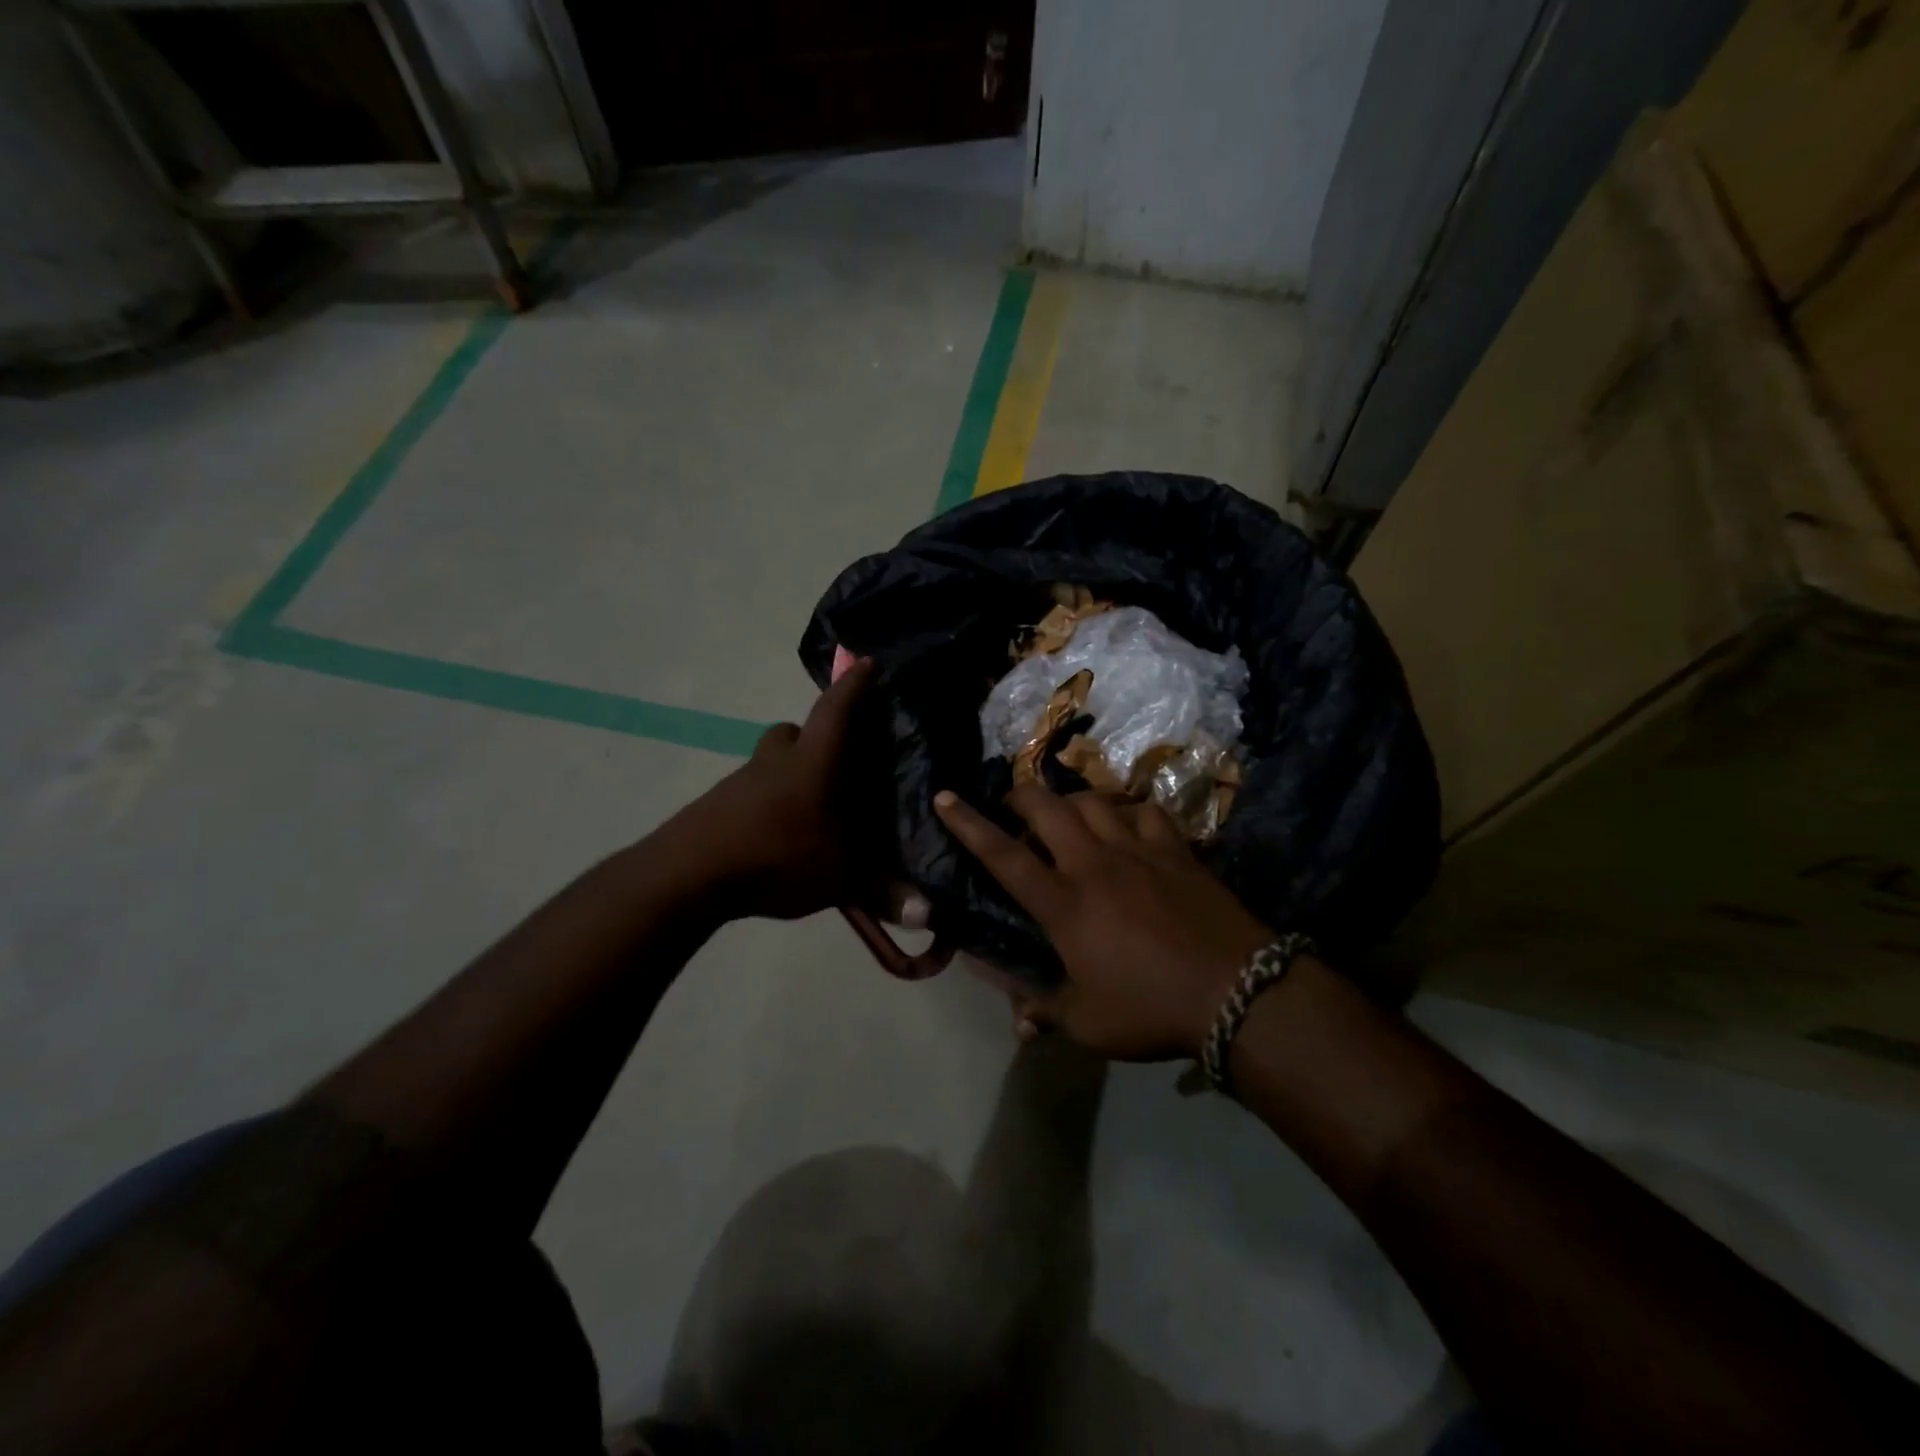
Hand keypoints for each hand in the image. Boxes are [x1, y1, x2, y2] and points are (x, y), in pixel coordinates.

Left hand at [679, 658, 880, 919]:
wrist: (687, 873)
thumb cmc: (777, 856)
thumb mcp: (840, 878)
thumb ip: (883, 893)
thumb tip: (927, 915)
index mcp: (813, 762)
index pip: (836, 710)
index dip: (854, 685)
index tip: (866, 662)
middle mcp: (777, 759)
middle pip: (796, 732)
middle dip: (817, 737)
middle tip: (839, 760)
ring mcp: (742, 779)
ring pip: (773, 761)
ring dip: (791, 772)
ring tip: (811, 808)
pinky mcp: (718, 802)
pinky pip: (753, 789)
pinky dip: (769, 800)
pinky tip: (777, 834)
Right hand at [935, 784, 1274, 1060]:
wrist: (1238, 992)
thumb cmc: (1151, 1009)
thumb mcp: (1088, 1023)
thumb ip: (1045, 1010)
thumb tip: (1016, 1017)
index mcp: (1064, 904)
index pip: (1003, 855)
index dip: (968, 824)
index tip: (944, 797)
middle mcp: (1094, 864)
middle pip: (1046, 808)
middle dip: (1019, 796)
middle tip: (1011, 806)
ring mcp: (1138, 850)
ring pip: (1093, 800)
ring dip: (1070, 801)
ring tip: (1065, 815)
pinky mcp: (1176, 849)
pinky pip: (1144, 810)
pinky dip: (1126, 810)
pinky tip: (1126, 823)